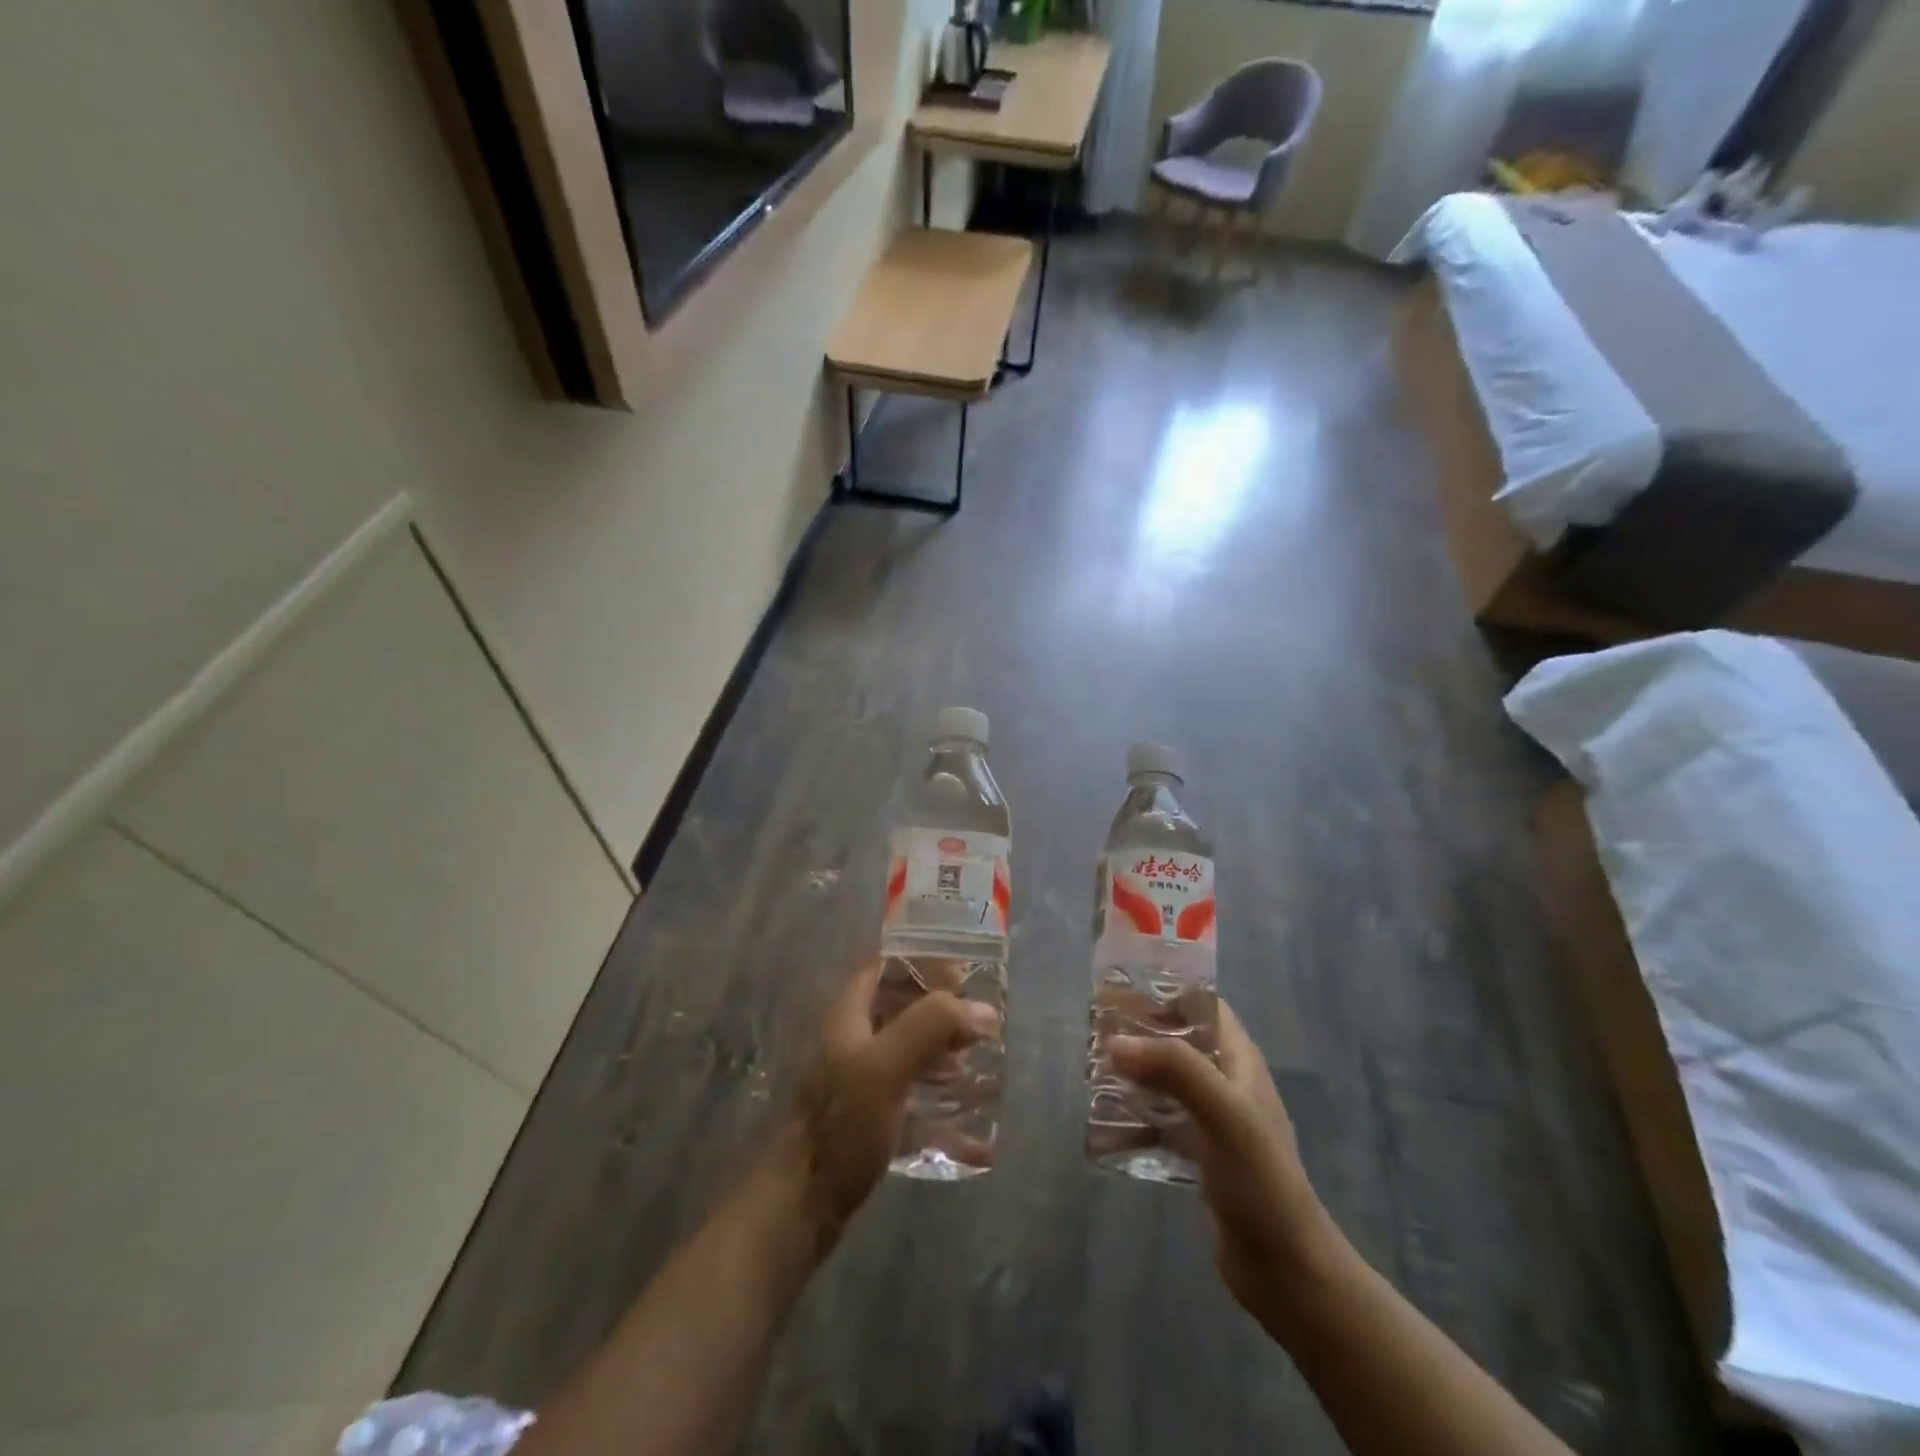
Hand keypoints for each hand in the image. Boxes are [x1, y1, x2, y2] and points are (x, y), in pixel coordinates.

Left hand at [789, 958, 998, 1241]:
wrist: (801, 1208)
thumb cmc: (841, 1126)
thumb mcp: (884, 1067)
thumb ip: (930, 1027)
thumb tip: (984, 1010)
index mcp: (850, 1015)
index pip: (883, 965)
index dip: (921, 961)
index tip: (964, 975)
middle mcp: (854, 1041)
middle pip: (902, 1009)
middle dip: (943, 1014)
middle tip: (983, 1028)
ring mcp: (862, 1083)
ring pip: (911, 1056)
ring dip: (947, 1060)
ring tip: (983, 1073)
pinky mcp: (872, 1122)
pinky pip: (916, 1106)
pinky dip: (945, 1114)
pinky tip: (977, 1139)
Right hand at [1111, 1000, 1340, 1330]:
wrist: (1286, 1270)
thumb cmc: (1261, 1180)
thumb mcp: (1223, 1114)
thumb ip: (1174, 1071)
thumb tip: (1115, 1042)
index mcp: (1240, 1062)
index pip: (1205, 1006)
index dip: (1169, 992)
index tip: (1123, 990)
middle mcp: (1226, 1083)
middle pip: (1178, 1042)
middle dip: (1139, 1035)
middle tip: (1094, 1033)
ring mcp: (1212, 1121)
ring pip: (1165, 1083)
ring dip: (1132, 1078)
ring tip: (1090, 1075)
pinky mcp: (1199, 1156)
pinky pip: (1159, 1126)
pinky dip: (1133, 1124)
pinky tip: (1103, 1131)